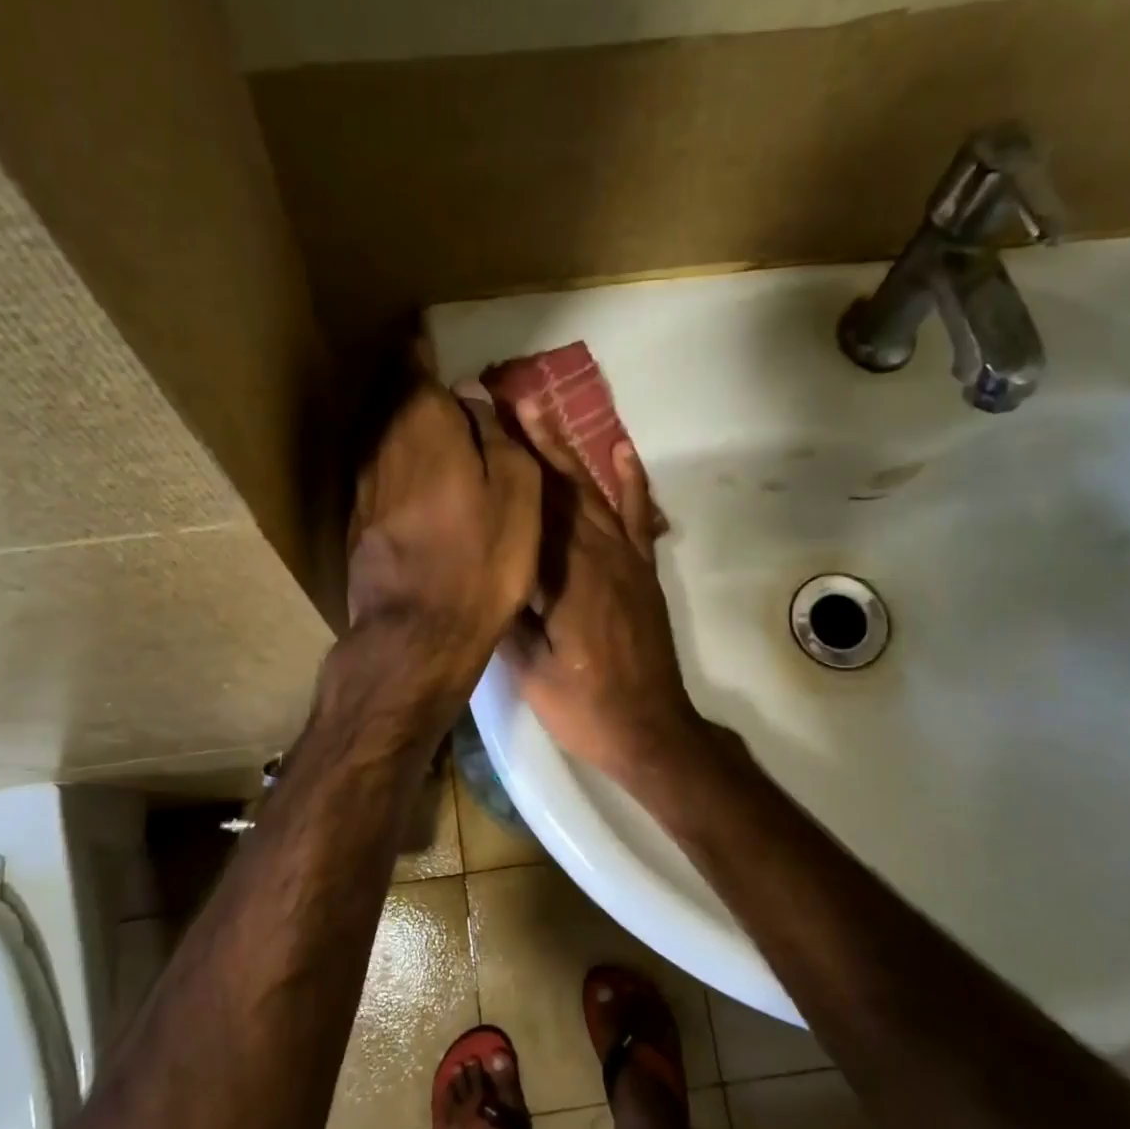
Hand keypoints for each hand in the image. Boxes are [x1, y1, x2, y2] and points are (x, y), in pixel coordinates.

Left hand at [346, 371, 541, 713]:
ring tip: (421, 421)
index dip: (419, 349)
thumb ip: (497, 437)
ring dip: (398, 423)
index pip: (413, 368)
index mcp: (424, 427)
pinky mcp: (357, 522)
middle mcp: (382, 446)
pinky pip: (376, 472)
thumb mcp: (517, 494)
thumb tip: (472, 400)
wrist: (419, 633)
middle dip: (408, 385)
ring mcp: (363, 486)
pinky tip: (408, 474)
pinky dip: (392, 461)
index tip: (422, 333)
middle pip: (390, 401)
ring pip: (380, 437)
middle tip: (428, 376)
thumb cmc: (482, 559)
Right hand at [502, 400, 706, 783]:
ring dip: (566, 449)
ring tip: (541, 409)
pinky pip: (635, 517)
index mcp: (563, 577)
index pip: (529, 507)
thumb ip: (506, 615)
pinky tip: (620, 450)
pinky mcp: (641, 571)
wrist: (650, 730)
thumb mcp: (528, 670)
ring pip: (591, 492)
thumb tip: (482, 568)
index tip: (479, 427)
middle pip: (559, 488)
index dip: (505, 465)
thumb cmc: (583, 706)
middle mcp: (596, 555)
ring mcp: (624, 560)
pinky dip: (629, 481)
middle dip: (530, 441)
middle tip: (503, 398)